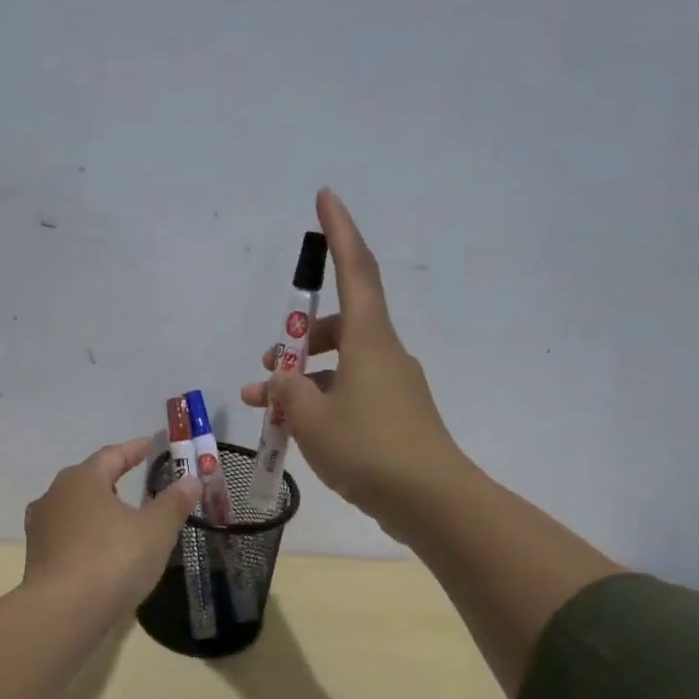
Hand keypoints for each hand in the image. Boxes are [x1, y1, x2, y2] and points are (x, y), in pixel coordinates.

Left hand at [22, 438, 201, 614]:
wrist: (63, 613)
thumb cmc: (113, 560)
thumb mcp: (155, 530)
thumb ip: (174, 502)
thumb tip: (191, 479)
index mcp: (83, 479)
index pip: (112, 455)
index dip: (134, 449)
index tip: (150, 444)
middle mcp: (55, 495)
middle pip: (88, 478)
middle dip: (111, 476)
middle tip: (133, 476)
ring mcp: (42, 527)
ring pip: (74, 507)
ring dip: (96, 507)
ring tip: (117, 513)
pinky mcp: (37, 557)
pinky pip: (67, 535)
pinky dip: (86, 534)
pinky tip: (99, 548)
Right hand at [241, 188, 462, 543]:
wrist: (432, 501)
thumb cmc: (369, 449)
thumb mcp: (312, 419)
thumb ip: (288, 393)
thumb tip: (280, 382)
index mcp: (369, 340)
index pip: (355, 269)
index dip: (340, 231)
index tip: (326, 197)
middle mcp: (384, 354)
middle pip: (340, 324)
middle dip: (299, 337)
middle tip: (266, 363)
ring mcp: (392, 386)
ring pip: (340, 364)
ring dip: (302, 377)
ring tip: (266, 407)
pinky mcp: (394, 416)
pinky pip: (349, 392)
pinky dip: (321, 400)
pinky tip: (298, 430)